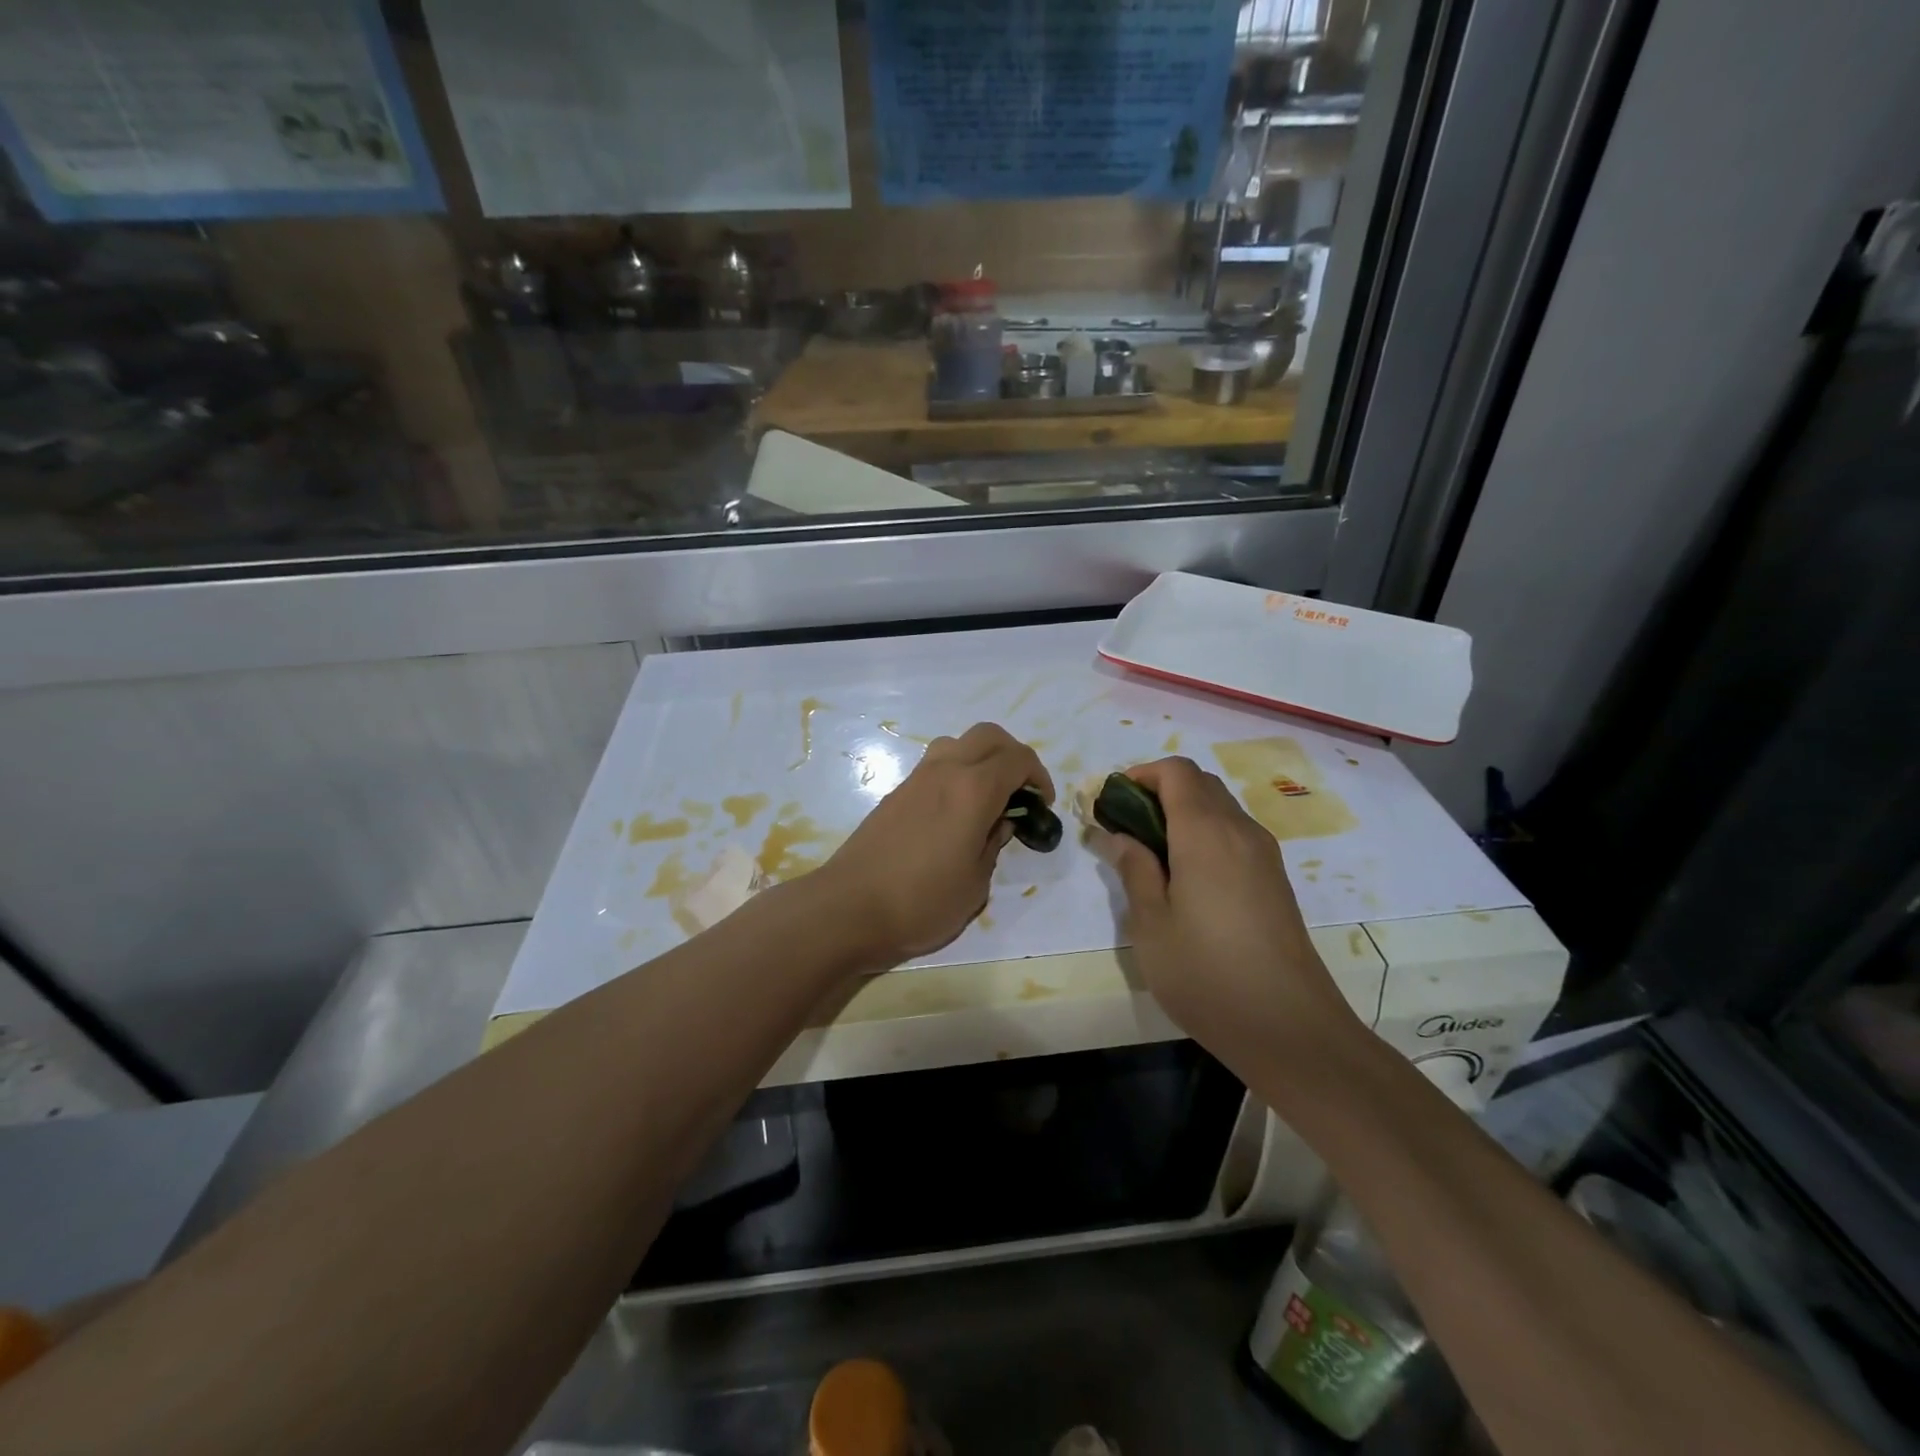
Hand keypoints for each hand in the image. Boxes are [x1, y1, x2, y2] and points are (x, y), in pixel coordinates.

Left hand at [817, 722, 1052, 969]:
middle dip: (1013, 755)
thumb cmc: (921, 902)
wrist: (849, 908)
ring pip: (958, 743)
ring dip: (981, 758)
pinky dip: (956, 772)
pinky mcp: (896, 792)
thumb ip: (993, 845)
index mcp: (973, 790)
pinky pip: (936, 763)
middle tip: (1020, 791)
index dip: (1039, 776)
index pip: (1018, 759)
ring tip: (987, 797)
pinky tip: (956, 811)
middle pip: (989, 736)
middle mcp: (945, 771)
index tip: (1041, 805)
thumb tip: (998, 824)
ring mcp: (916, 778)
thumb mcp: (975, 884)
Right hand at [1090, 757, 1357, 1058]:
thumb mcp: (1150, 925)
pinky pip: (1235, 834)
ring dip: (1182, 813)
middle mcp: (1240, 831)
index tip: (1111, 802)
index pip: (1176, 771)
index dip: (1141, 774)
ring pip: (1220, 808)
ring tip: (1150, 854)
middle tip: (1125, 828)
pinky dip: (1205, 834)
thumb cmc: (1206, 974)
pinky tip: (1186, 878)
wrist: (1289, 1028)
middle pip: (1200, 783)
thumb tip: (1117, 835)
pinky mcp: (1275, 880)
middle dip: (1158, 791)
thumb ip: (1133, 870)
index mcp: (1206, 833)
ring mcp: (1264, 855)